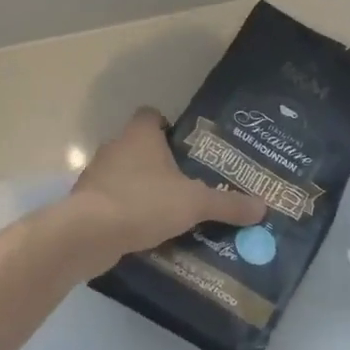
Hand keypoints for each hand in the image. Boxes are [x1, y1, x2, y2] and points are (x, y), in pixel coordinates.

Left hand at [70, 108, 268, 261]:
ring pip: (125, 175)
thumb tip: (263, 207)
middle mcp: (115, 147)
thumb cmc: (144, 202)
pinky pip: (112, 202)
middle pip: (140, 147)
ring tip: (170, 212)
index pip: (152, 116)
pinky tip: (145, 232)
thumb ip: (228, 204)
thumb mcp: (194, 203)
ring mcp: (96, 175)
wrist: (89, 234)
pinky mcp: (86, 203)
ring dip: (142, 190)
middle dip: (160, 164)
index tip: (187, 149)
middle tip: (188, 184)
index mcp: (140, 135)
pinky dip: (126, 213)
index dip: (168, 127)